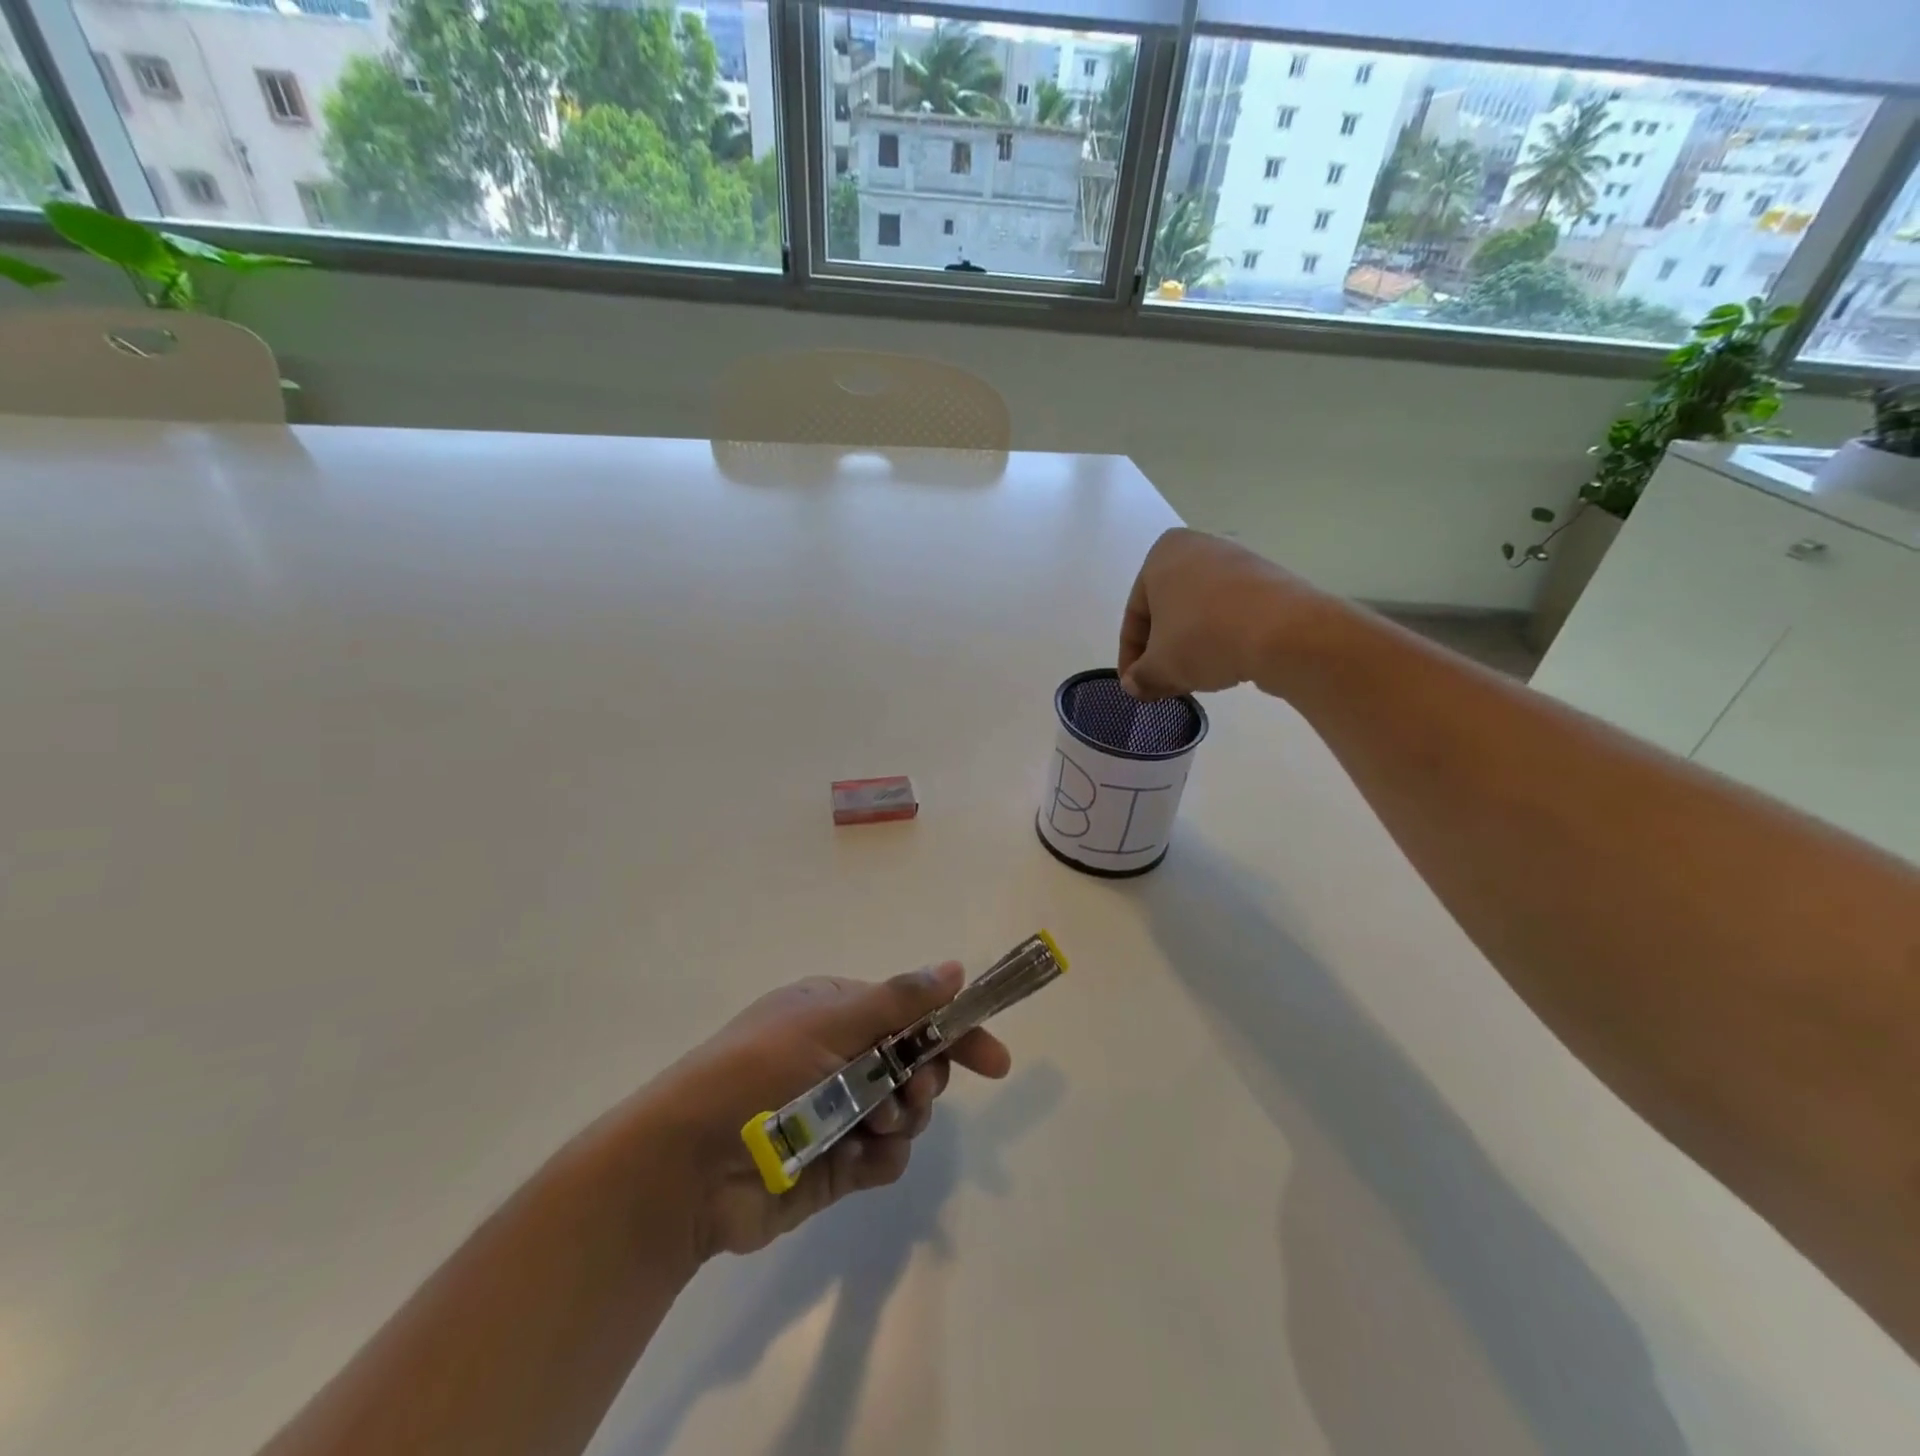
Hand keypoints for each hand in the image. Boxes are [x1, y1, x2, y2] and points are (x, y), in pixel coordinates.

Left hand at [638, 963, 1010, 1261]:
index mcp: (837, 1012)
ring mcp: (840, 1111)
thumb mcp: (827, 1024)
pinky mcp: (837, 1162)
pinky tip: (855, 1159)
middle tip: (910, 1091)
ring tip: (871, 1126)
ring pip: (907, 1112)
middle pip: (917, 1064)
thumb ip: (897, 1001)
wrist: (687, 1169)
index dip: (955, 1032)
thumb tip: (955, 968)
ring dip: (900, 1118)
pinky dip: (880, 1158)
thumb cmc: (757, 1074)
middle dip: (923, 1079)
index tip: (995, 1062)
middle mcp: (842, 1056)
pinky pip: (886, 1157)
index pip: (913, 1013)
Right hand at [1118, 528, 1320, 699]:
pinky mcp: (1269, 579)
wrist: (1285, 632)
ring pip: (1200, 611)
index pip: (1134, 615)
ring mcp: (1237, 560)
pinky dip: (1221, 637)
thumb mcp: (1160, 666)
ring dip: (1191, 646)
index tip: (1135, 685)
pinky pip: (1231, 611)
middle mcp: (1198, 547)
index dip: (1130, 657)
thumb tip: (1134, 685)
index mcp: (1161, 555)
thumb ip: (1140, 677)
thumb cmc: (1204, 637)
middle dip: (1162, 650)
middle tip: (1162, 685)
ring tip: (1193, 679)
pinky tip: (1225, 664)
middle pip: (1168, 611)